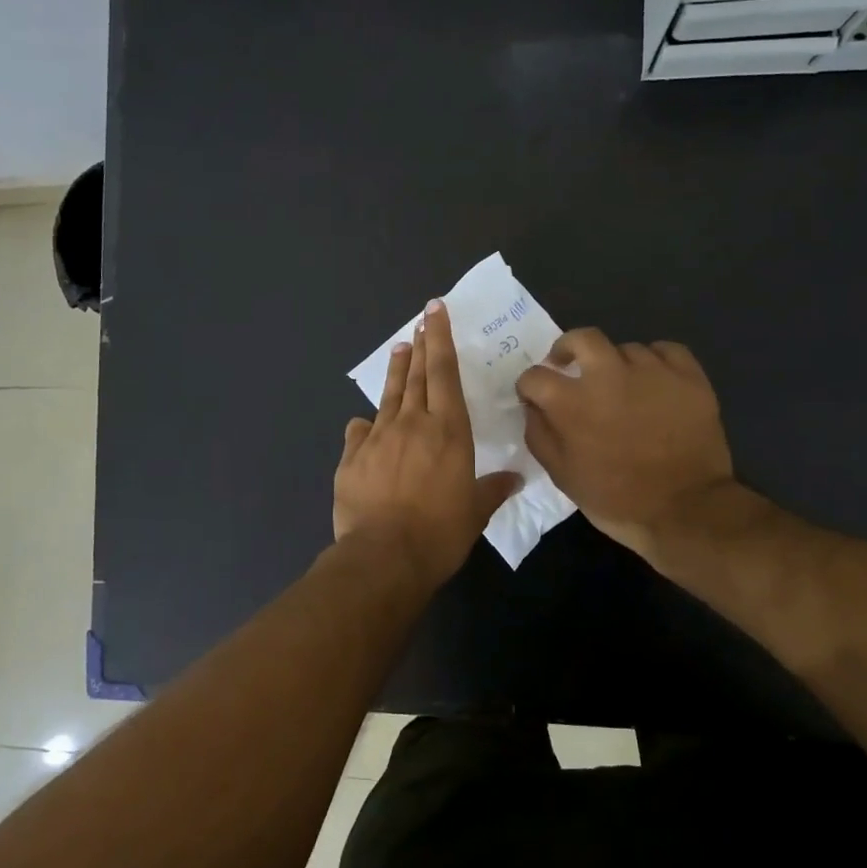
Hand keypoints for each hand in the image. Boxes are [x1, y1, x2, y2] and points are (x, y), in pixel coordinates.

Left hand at [335, 300, 521, 589]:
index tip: (435, 311)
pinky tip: (364, 422)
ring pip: (389, 396)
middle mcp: (412, 424)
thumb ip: (493, 489)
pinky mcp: (352, 457)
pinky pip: (359, 432)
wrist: (384, 556)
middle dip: (420, 345)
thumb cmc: (439, 533)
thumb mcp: (475, 512)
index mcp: (448, 430)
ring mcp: (377, 438)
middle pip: (417, 376)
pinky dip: (365, 425)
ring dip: (396, 371)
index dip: (440, 339)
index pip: (444, 373)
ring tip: (400, 348)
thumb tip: (514, 478)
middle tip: (421, 320)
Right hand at [515, 330, 742, 561]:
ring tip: (622, 388)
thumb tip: (532, 407)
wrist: (687, 510)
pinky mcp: (688, 375)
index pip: (534, 375)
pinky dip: (655, 361)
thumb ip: (539, 434)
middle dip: (567, 347)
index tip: (535, 398)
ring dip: (615, 365)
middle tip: (569, 365)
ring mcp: (652, 371)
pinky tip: (655, 381)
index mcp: (572, 401)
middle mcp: (608, 375)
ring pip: (625, 348)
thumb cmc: (616, 498)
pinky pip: (666, 351)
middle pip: (581, 338)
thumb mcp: (562, 475)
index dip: (529, 387)